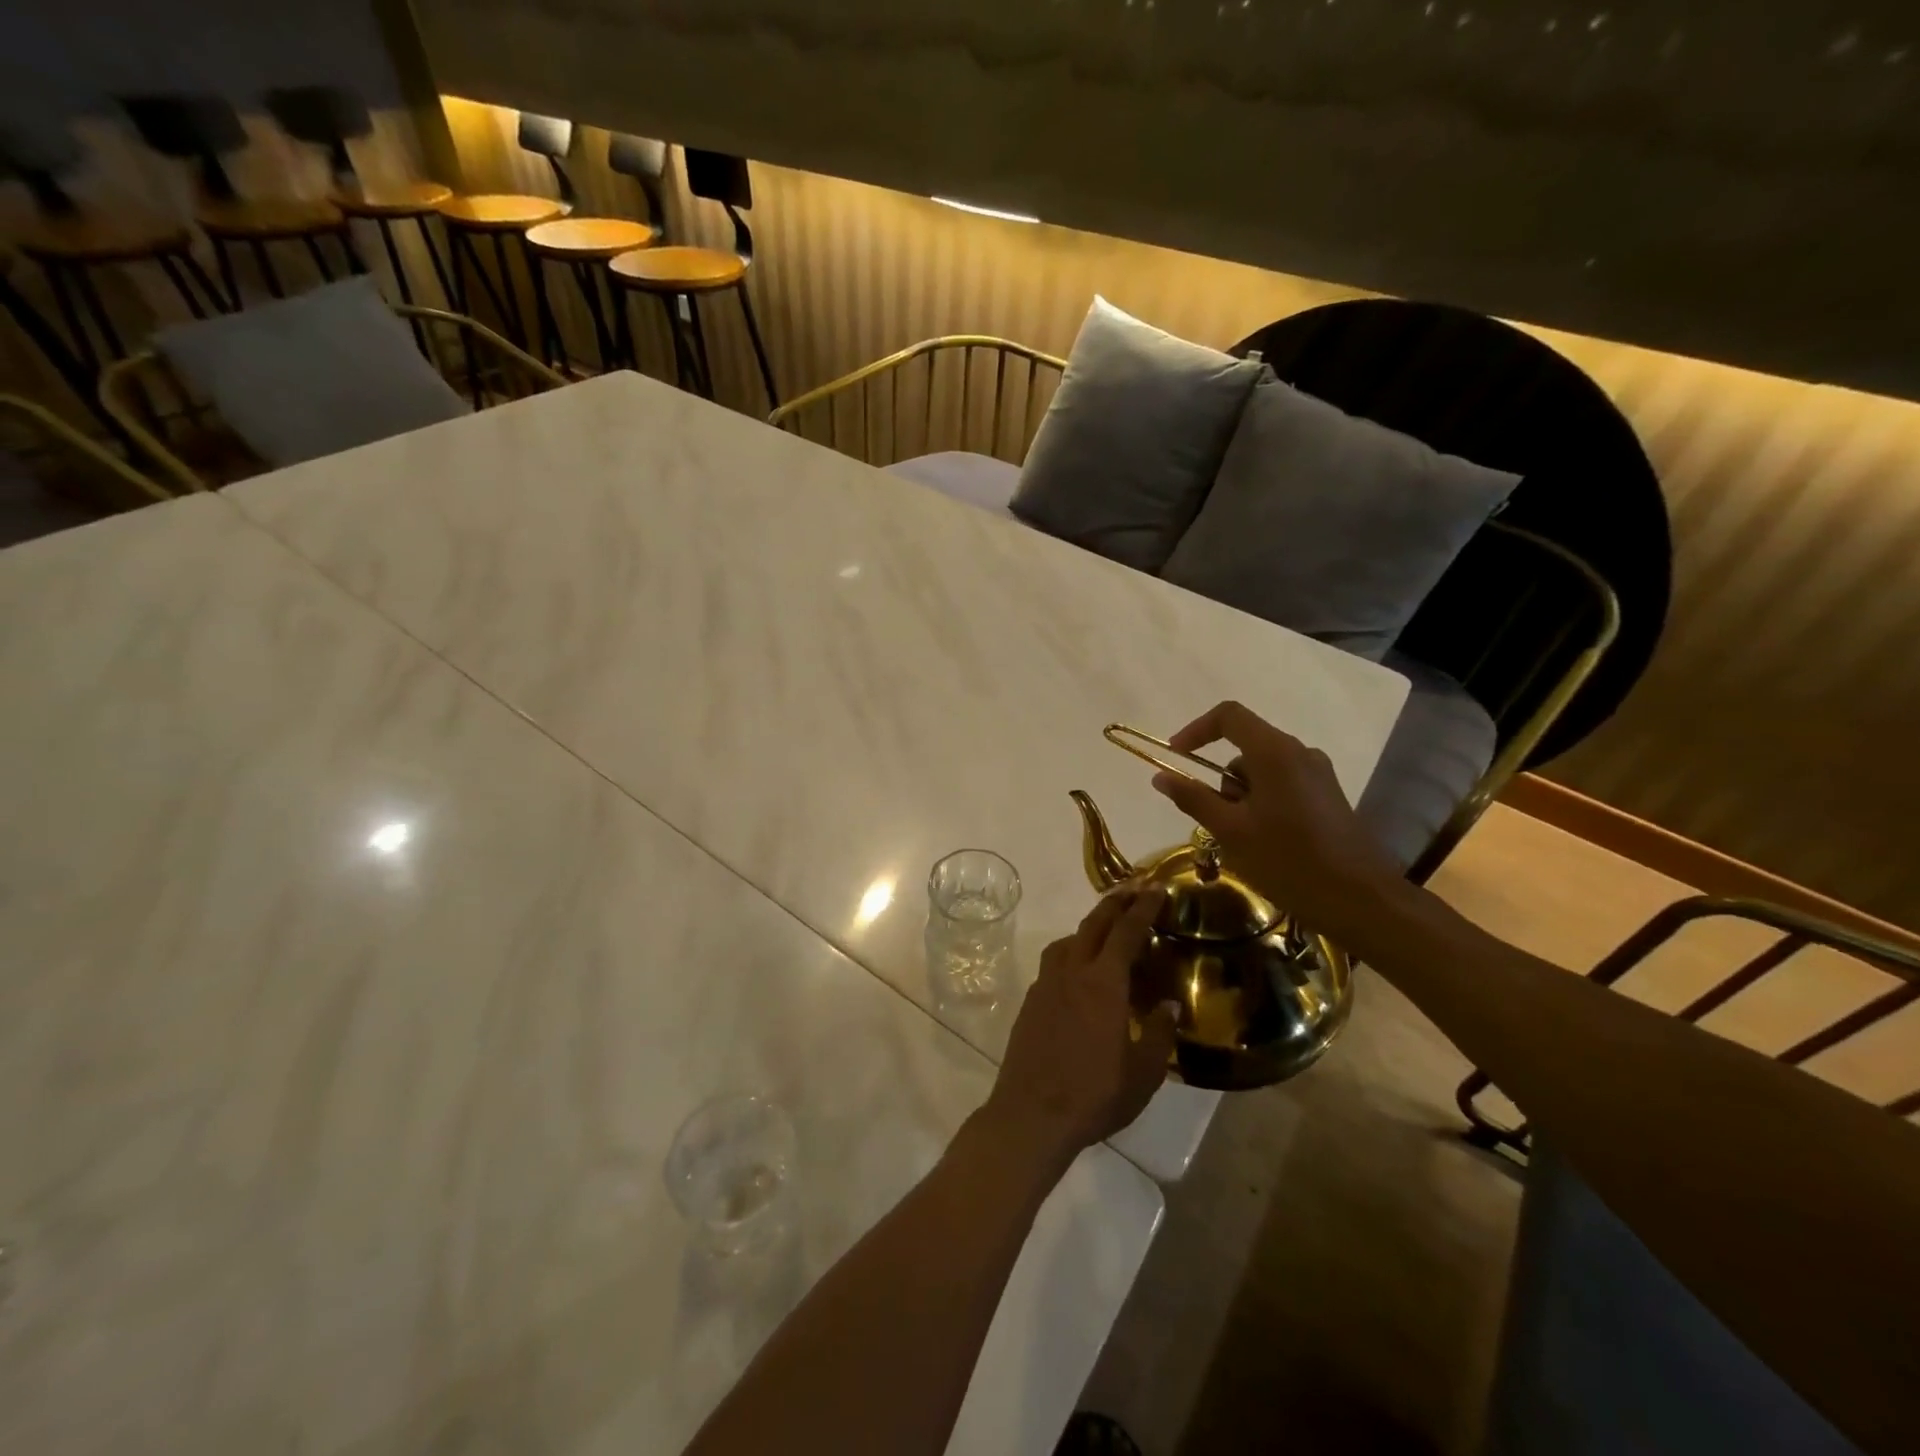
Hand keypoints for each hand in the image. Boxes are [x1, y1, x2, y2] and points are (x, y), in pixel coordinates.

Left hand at [982, 889, 1177, 1167]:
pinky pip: (1053, 963)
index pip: (1127, 932)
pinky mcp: (1030, 1001)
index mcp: (1104, 983)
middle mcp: (1072, 972)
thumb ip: (1160, 1034)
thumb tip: (1170, 1006)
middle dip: (1115, 903)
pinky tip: (1078, 973)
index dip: (1143, 908)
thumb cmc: (1095, 1094)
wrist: (1032, 1114)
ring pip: (1068, 941)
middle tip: (1133, 890)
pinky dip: (1070, 954)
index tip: (1157, 889)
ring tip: (1105, 932)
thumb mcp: (1143, 1073)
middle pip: (1093, 925)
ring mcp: (1046, 984)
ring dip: (1089, 927)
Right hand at [1150, 701, 1403, 939]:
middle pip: (1244, 746)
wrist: (1361, 900)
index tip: (1175, 757)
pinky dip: (1261, 804)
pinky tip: (1264, 843)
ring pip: (1261, 770)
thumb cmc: (1289, 861)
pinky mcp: (1327, 796)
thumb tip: (1161, 776)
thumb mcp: (1230, 831)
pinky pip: (1281, 786)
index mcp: (1275, 752)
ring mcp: (1317, 774)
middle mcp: (1299, 753)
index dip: (1196, 730)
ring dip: (1240, 797)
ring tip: (1241, 841)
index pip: (1228, 716)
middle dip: (1219, 779)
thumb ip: (1193, 798)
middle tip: (1214, 821)